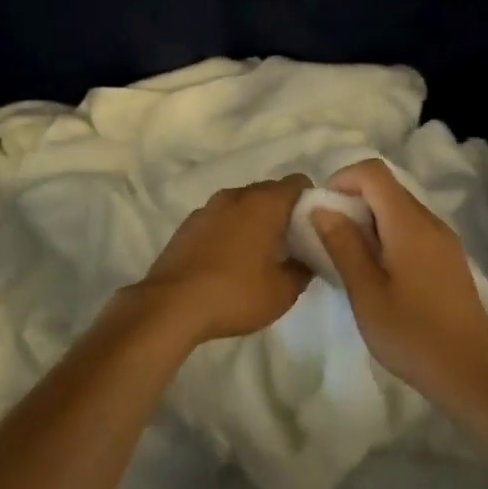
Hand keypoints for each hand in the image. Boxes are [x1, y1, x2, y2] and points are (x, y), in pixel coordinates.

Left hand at [127, 174, 314, 343]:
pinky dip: (231, 230)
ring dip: (255, 221)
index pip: (298, 183)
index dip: (311, 201)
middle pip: (269, 191)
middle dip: (283, 212)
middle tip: (292, 245)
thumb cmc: (235, 294)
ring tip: (259, 255)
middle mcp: (235, 196)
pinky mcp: (188, 224)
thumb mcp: (283, 292)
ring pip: (242, 205)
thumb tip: (307, 259)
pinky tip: (229, 261)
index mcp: (264, 203)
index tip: (315, 228)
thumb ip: (303, 269)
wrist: (172, 305)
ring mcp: (208, 208)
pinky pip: (220, 219)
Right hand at [311, 159, 487, 420]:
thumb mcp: (366, 293)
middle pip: (386, 188)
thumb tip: (321, 208)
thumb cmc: (413, 335)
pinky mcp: (448, 260)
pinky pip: (411, 230)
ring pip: (398, 210)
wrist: (472, 375)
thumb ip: (343, 245)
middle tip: (328, 239)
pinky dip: (386, 237)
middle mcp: (430, 222)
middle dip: (351, 202)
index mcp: (410, 224)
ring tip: (348, 259)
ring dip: (367, 222)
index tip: (321, 211)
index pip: (373, 172)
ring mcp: (443, 241)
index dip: (342, 179)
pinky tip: (376, 274)